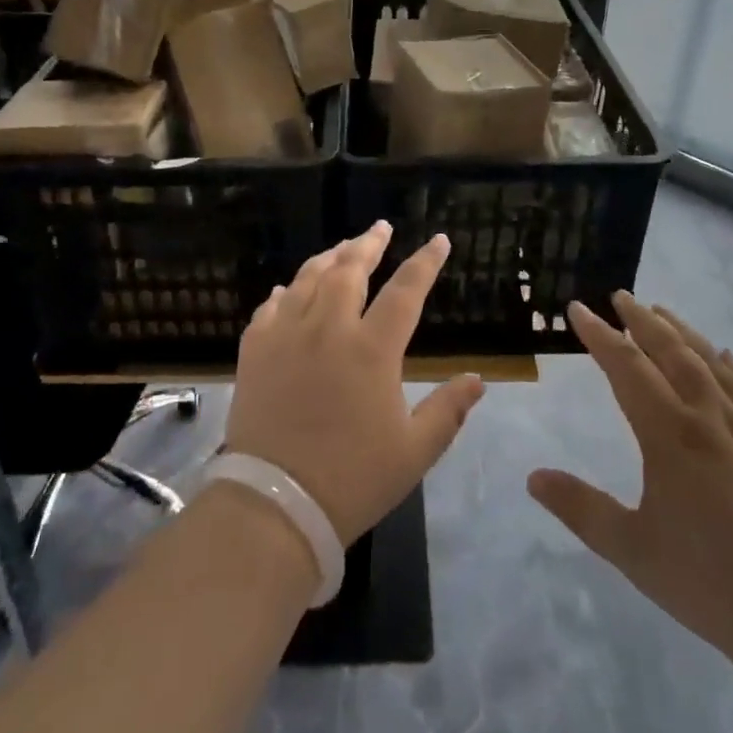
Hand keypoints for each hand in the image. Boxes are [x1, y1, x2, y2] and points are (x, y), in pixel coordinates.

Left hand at [226, 223, 484, 543]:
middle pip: (349, 270)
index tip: (439, 240)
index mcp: (371, 350)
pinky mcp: (254, 352)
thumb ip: (448, 410)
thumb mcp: (414, 451)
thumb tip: (478, 379)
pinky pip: (270, 308)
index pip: (405, 291)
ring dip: (328, 258)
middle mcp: (327, 330)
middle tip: (380, 228)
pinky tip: (288, 290)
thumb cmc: (353, 480)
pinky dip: (284, 293)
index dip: (425, 262)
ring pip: (307, 280)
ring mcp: (286, 337)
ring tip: (341, 248)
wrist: (276, 504)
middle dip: (368, 244)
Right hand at [528, 294, 732, 669]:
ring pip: (714, 365)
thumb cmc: (709, 579)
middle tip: (621, 296)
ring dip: (685, 334)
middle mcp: (709, 419)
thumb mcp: (631, 549)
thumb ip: (581, 509)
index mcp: (669, 434)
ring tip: (665, 314)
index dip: (599, 335)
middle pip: (672, 353)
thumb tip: (533, 478)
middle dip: (643, 321)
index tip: (578, 309)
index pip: (626, 367)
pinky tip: (729, 359)